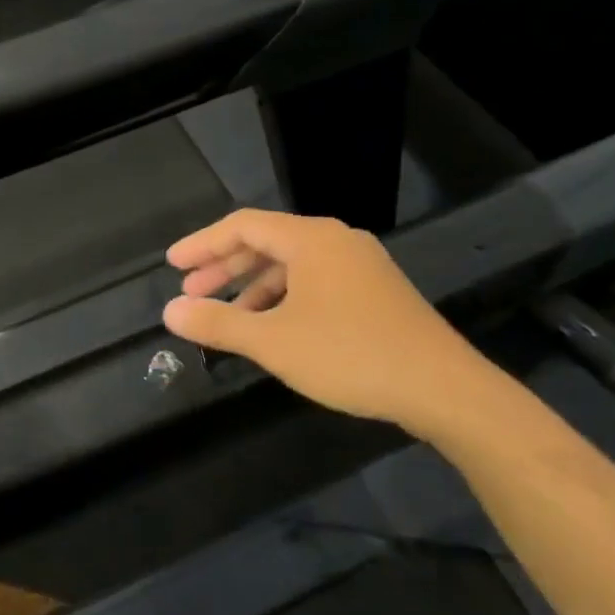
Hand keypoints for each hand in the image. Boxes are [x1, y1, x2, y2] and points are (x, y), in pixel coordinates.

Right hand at [163, 210, 505, 442]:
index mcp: (311, 239)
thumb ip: (218, 323)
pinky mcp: (375, 292)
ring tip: (227, 317)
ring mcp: (360, 265)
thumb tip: (171, 311)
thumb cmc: (350, 355)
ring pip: (292, 265)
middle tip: (191, 291)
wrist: (444, 389)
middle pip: (266, 242)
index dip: (203, 244)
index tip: (173, 265)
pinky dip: (284, 298)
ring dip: (253, 287)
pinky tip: (273, 329)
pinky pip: (315, 282)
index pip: (242, 226)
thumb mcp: (274, 341)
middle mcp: (336, 241)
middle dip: (224, 266)